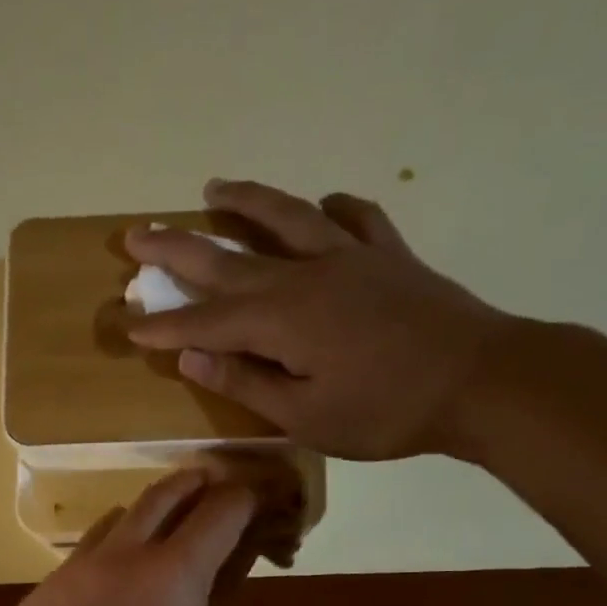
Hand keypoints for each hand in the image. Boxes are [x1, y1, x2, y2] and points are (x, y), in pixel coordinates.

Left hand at [12, 468, 256, 605]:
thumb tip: (238, 557)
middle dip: (195, 486)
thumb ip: (230, 598)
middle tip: (211, 490)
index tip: (255, 503)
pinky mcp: (37, 598)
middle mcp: (117, 556)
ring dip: (143, 521)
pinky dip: (104, 565)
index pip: (220, 510)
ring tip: (156, 543)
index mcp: (173, 573)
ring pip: (112, 523)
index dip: (244, 500)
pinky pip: (77, 563)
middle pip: (162, 494)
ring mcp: (69, 574)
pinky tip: (108, 602)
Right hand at [125, 179, 525, 461]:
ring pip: (285, 218)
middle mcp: (306, 276)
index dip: (164, 326)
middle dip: (176, 250)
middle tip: (135, 235)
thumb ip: (247, 383)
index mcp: (282, 321)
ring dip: (244, 203)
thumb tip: (191, 358)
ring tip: (212, 189)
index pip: (206, 323)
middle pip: (229, 258)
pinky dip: (331, 209)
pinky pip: (354, 218)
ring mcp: (349, 257)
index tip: (126, 325)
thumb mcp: (306, 417)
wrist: (480, 380)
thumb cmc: (386, 412)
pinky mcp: (388, 256)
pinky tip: (321, 205)